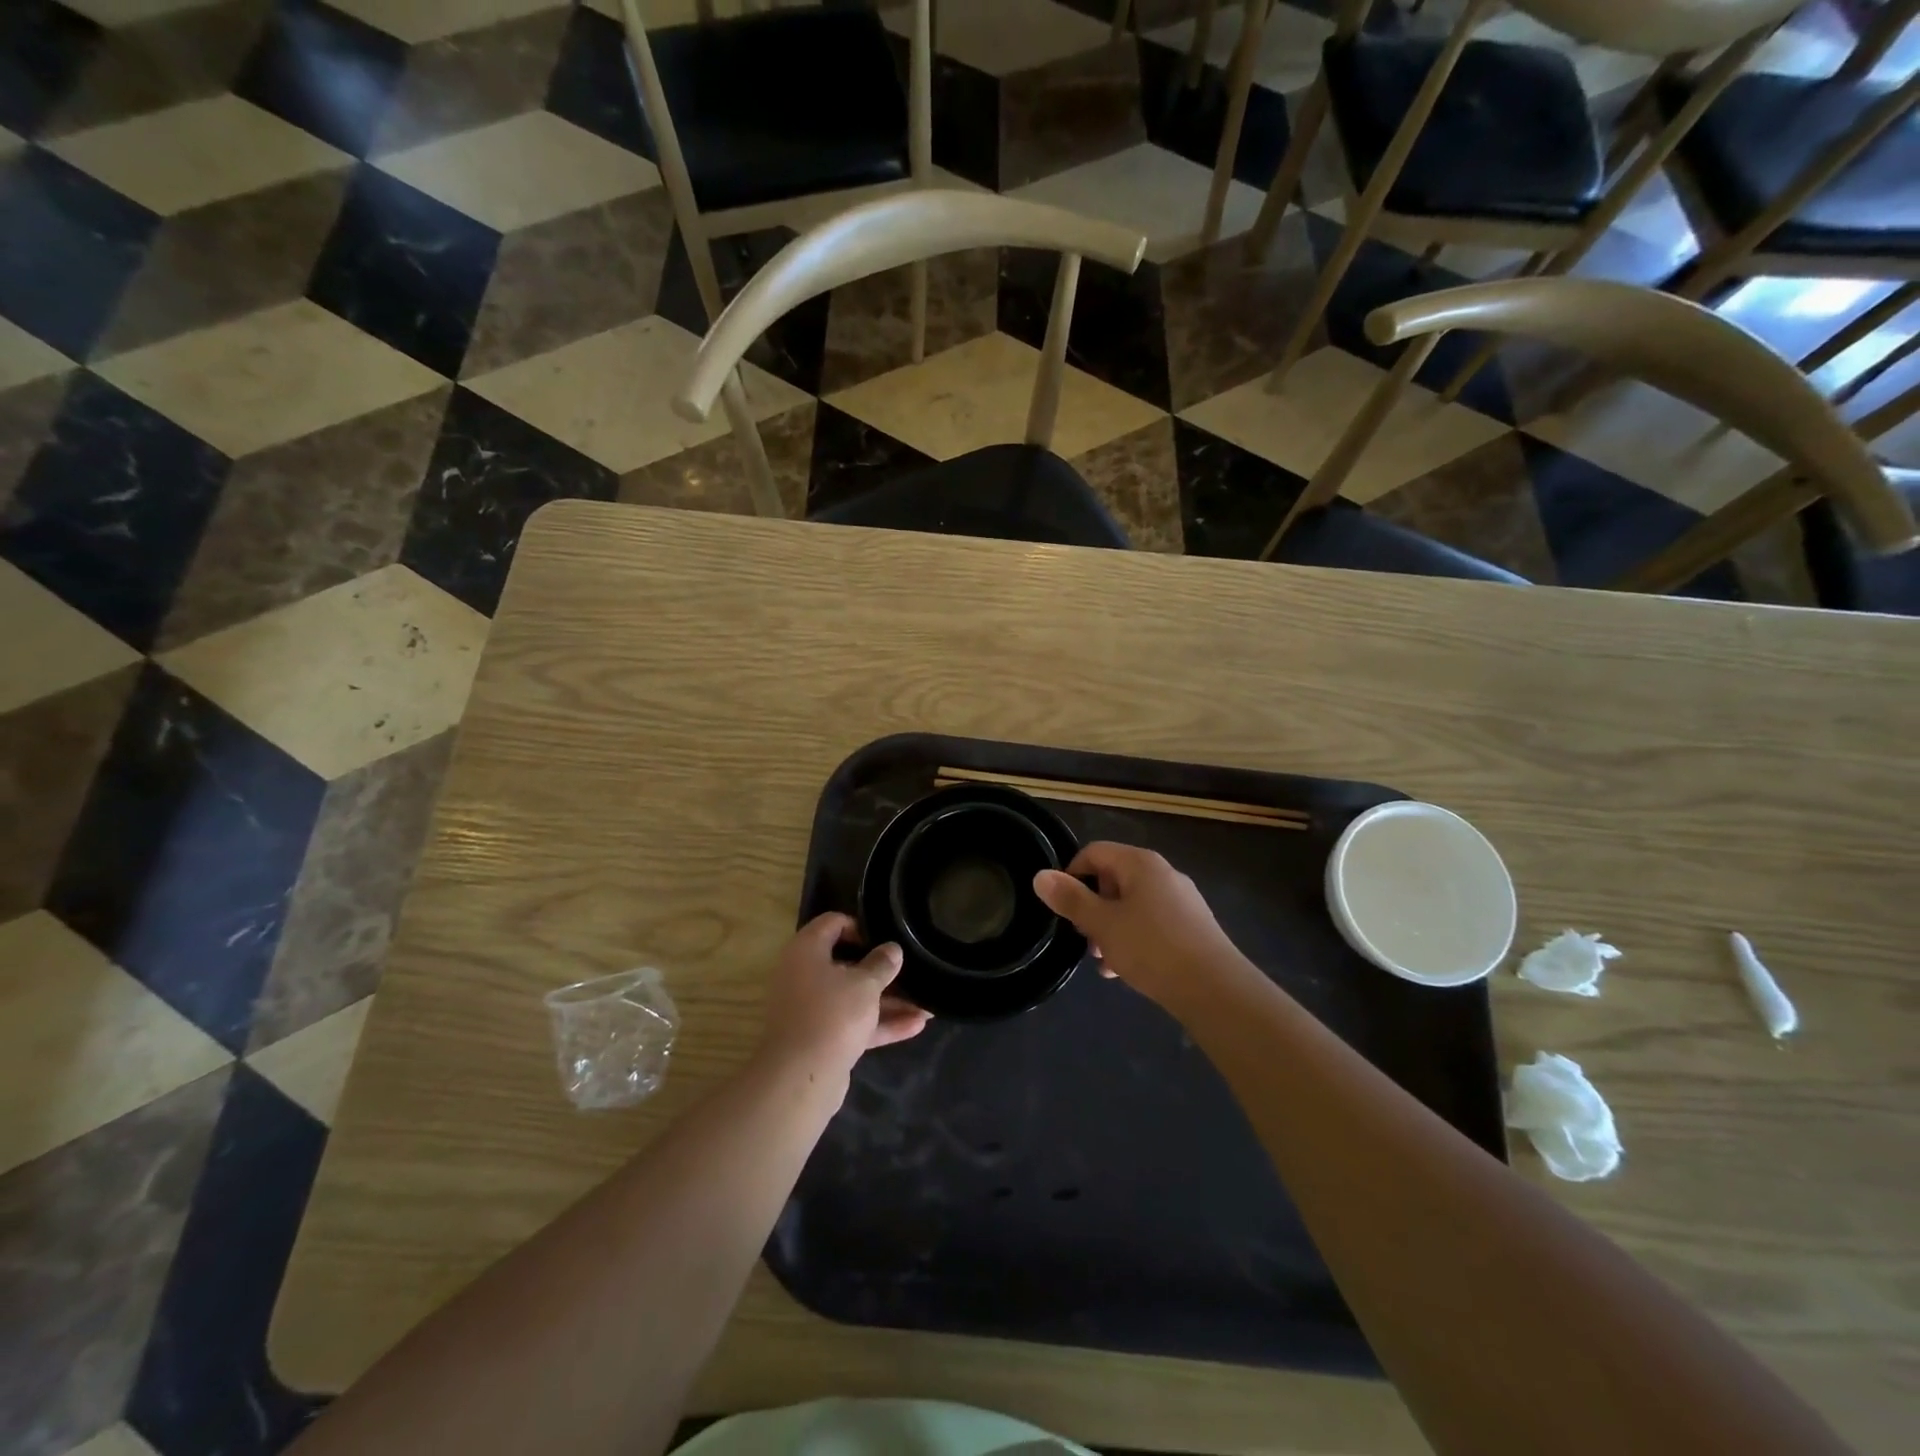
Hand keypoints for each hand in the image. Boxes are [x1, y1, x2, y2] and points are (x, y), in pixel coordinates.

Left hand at [757, 913, 929, 1079]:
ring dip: (888, 1001)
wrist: (801, 1078)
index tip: (885, 938)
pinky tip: (916, 1025)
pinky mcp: (822, 1038)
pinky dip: (881, 1023)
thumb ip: (882, 963)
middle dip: (881, 970)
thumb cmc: (832, 1014)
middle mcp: (804, 975)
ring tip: (927, 1003)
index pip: (832, 923)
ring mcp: (812, 1009)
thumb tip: (892, 949)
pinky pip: (854, 1023)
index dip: (860, 926)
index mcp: (806, 951)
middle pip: (846, 963)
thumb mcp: (865, 984)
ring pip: (853, 997)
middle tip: (910, 969)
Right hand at [1033, 842, 1249, 1010]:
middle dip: (1092, 908)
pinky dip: (1134, 939)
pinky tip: (1126, 970)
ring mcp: (1181, 900)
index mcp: (1140, 863)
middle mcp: (1163, 873)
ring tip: (1103, 961)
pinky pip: (1152, 923)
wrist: (1215, 989)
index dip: (1071, 875)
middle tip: (1083, 938)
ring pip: (1132, 905)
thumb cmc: (1151, 948)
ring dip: (1111, 928)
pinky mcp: (1192, 926)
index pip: (1094, 852)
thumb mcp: (1102, 925)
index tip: (1062, 907)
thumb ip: (1071, 899)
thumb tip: (1041, 876)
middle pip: (1113, 879)